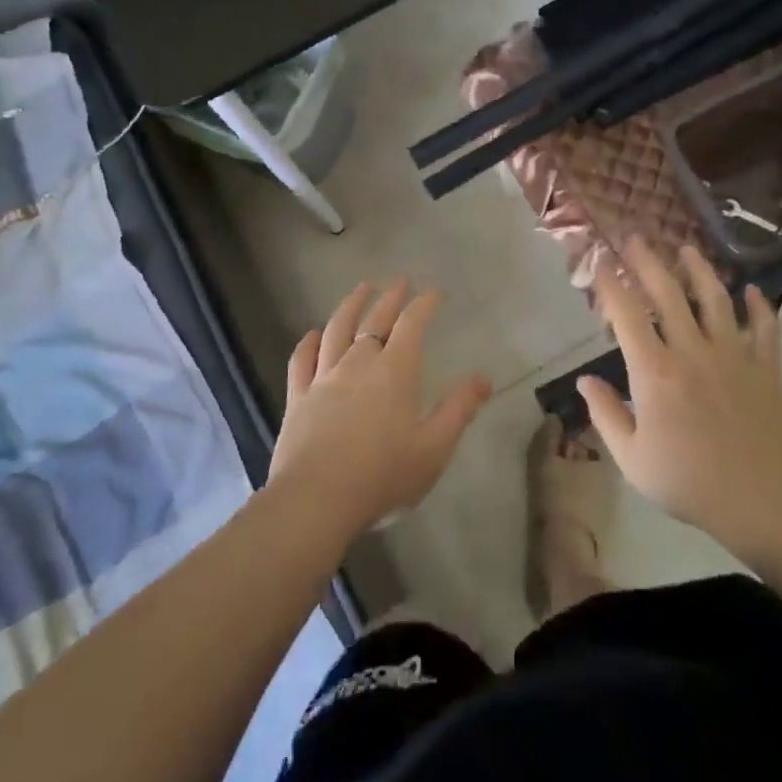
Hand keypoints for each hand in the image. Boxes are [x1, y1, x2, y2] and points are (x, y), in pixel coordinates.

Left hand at [267, 279, 491, 545]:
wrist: (316, 500)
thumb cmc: (382, 475)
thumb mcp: (434, 448)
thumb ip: (459, 410)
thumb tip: (483, 379)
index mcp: (394, 372)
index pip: (412, 325)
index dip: (424, 305)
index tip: (433, 292)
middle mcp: (358, 364)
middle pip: (374, 321)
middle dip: (390, 298)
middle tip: (398, 281)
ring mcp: (324, 378)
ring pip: (336, 330)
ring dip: (350, 306)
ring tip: (360, 289)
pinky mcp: (298, 397)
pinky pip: (302, 360)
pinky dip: (308, 342)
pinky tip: (313, 334)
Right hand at [579, 241, 781, 553]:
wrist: (762, 502)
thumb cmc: (688, 482)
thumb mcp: (631, 458)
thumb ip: (605, 415)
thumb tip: (584, 381)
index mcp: (654, 371)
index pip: (627, 314)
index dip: (610, 284)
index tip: (599, 264)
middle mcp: (692, 351)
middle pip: (668, 293)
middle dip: (648, 261)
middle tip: (635, 238)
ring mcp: (733, 355)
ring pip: (715, 299)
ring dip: (700, 269)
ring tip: (687, 248)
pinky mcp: (766, 368)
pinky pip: (764, 328)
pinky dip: (760, 306)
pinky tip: (752, 290)